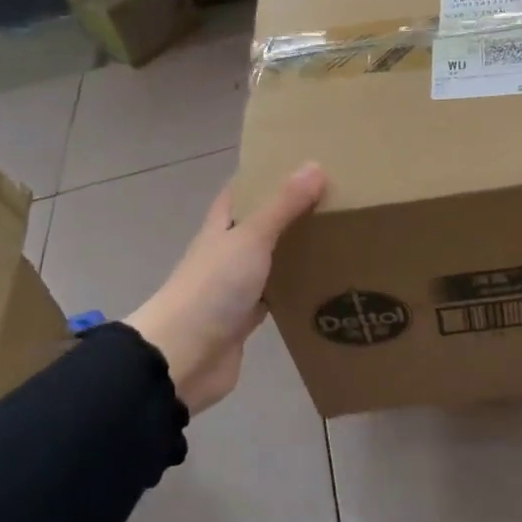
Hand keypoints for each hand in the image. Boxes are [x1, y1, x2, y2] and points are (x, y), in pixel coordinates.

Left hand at [126, 163, 327, 413]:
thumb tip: (315, 165)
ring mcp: (235, 286)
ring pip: (271, 260)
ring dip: (296, 251)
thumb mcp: (251, 238)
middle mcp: (227, 251)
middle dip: (291, 213)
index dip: (267, 175)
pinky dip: (296, 290)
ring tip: (338, 237)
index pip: (243, 191)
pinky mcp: (246, 319)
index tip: (303, 164)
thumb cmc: (213, 287)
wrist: (183, 356)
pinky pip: (276, 297)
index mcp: (222, 226)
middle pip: (261, 225)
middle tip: (335, 200)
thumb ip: (283, 205)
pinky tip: (324, 285)